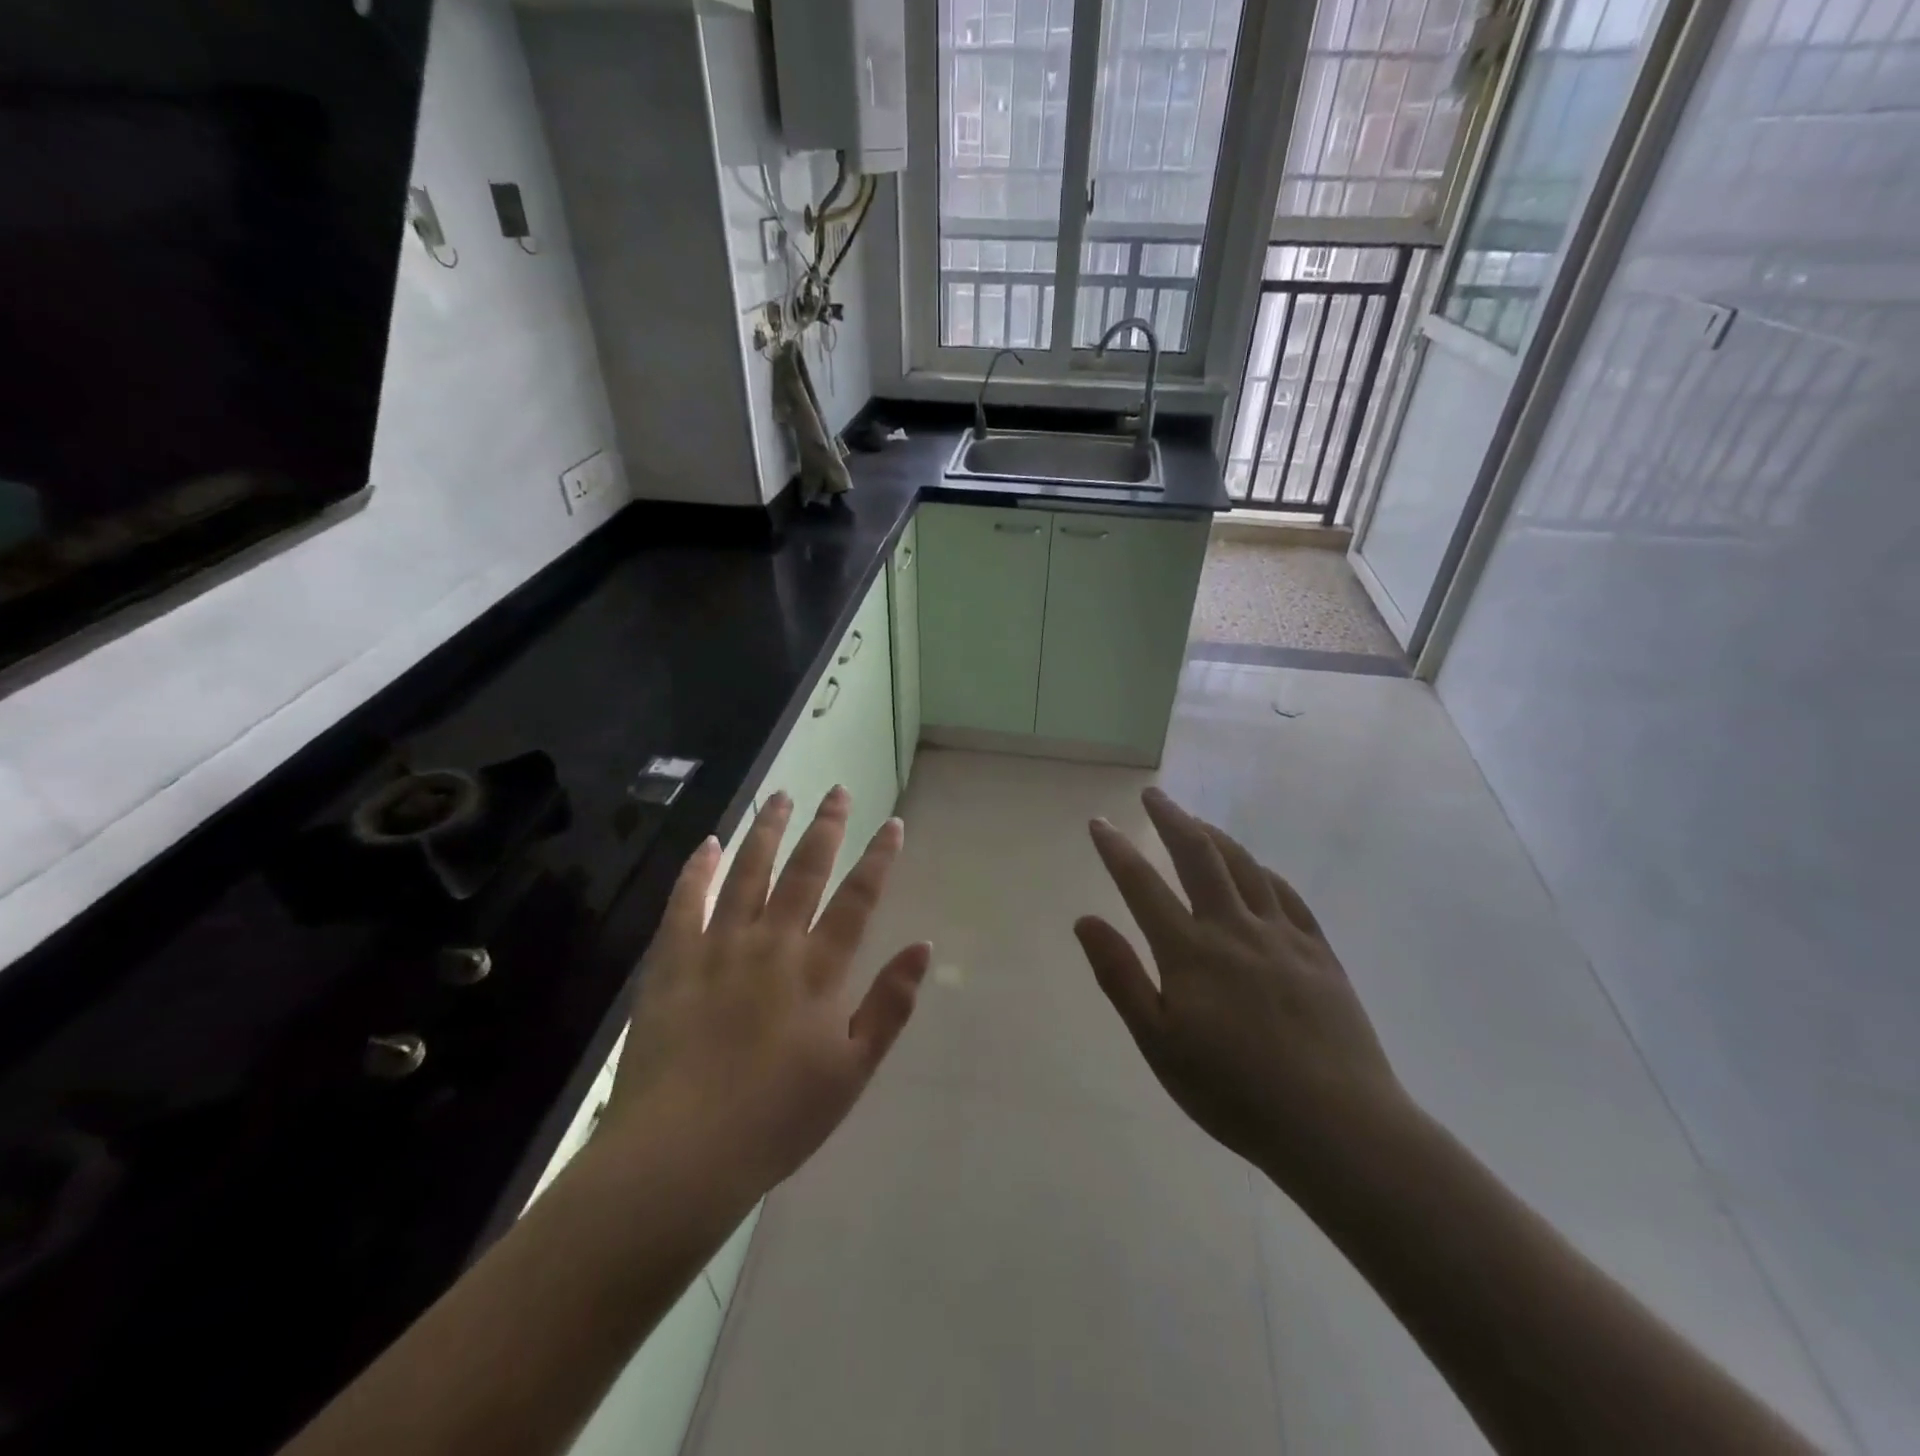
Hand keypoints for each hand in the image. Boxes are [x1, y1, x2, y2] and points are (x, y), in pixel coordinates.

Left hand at [605, 788, 931, 1196]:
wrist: (681, 1154)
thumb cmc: (778, 1119)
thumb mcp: (853, 1071)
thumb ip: (890, 1005)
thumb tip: (923, 947)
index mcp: (818, 970)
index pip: (858, 898)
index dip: (878, 858)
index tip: (892, 823)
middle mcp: (773, 943)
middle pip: (805, 870)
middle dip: (826, 826)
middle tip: (838, 790)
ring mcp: (719, 946)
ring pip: (748, 872)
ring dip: (768, 830)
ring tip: (781, 796)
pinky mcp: (673, 961)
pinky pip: (686, 901)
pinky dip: (699, 868)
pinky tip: (710, 843)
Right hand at [1076, 788, 1407, 1188]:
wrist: (1337, 1126)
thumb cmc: (1234, 1092)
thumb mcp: (1159, 1044)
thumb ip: (1121, 977)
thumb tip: (1085, 919)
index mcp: (1190, 951)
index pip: (1142, 885)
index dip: (1116, 850)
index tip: (1099, 823)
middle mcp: (1234, 929)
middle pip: (1199, 856)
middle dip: (1172, 819)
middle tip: (1153, 795)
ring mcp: (1282, 936)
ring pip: (1244, 867)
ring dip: (1215, 837)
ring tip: (1196, 822)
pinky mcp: (1319, 953)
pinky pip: (1287, 895)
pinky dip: (1263, 872)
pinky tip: (1256, 870)